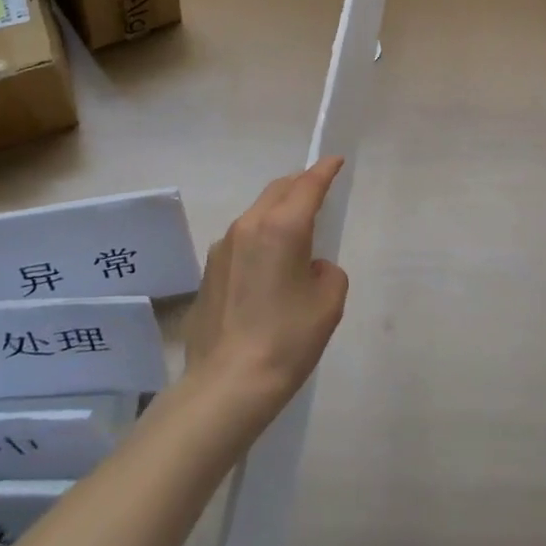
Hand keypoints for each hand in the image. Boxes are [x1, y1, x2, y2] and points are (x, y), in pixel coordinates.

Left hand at [184, 158, 349, 414]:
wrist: (227, 384)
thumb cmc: (287, 339)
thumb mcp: (328, 301)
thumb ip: (327, 271)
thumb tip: (309, 268)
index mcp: (283, 226)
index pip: (308, 185)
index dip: (325, 170)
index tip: (336, 161)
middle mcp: (249, 225)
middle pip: (279, 190)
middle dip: (300, 184)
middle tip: (319, 189)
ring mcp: (224, 247)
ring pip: (257, 212)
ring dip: (278, 211)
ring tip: (295, 229)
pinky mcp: (210, 270)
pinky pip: (242, 238)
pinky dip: (261, 237)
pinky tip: (268, 266)